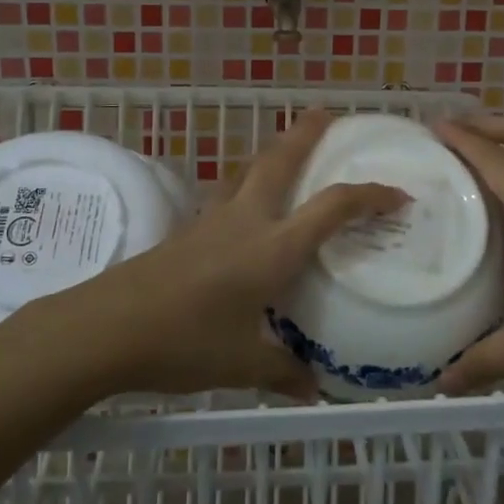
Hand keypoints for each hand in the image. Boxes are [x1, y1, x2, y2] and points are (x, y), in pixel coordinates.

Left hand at [68, 110, 404, 399]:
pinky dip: (246, 184)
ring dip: (273, 153)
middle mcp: (246, 221)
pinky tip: (244, 206)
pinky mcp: (187, 229)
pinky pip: (227, 193)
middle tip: (327, 114)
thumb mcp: (241, 364)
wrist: (107, 326)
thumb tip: (314, 389)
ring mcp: (212, 220)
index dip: (368, 195)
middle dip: (306, 134)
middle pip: (280, 160)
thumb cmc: (183, 342)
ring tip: (288, 151)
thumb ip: (282, 372)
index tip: (397, 194)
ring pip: (249, 170)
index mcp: (272, 248)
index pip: (331, 207)